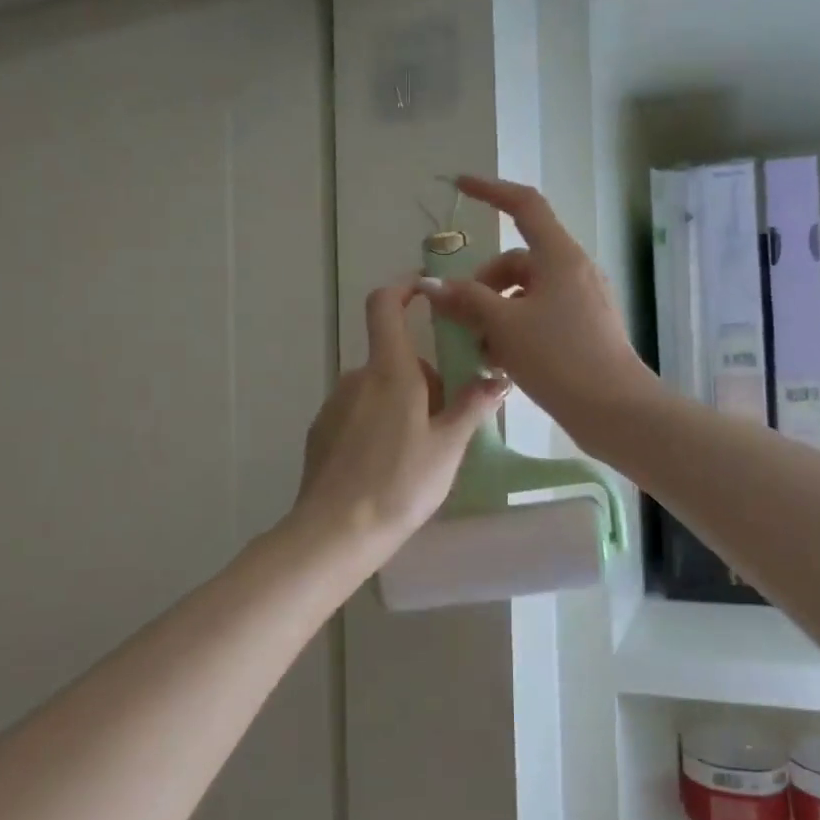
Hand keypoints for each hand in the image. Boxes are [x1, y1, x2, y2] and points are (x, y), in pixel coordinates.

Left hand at [292, 283, 508, 564]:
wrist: (336, 531)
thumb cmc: (400, 483)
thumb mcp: (448, 446)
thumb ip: (472, 406)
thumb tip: (497, 377)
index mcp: (390, 371)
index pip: (386, 306)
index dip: (404, 288)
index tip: (426, 291)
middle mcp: (357, 377)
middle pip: (397, 359)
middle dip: (425, 379)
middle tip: (448, 422)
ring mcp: (335, 404)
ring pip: (380, 389)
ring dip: (404, 404)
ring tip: (421, 453)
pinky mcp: (322, 431)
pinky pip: (359, 413)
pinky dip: (379, 424)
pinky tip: (388, 466)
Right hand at [417, 175, 657, 448]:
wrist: (615, 409)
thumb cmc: (559, 357)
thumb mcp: (504, 326)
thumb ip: (467, 300)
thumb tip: (432, 285)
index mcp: (560, 257)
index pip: (524, 205)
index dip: (491, 191)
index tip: (460, 186)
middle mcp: (575, 271)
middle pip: (519, 261)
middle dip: (484, 284)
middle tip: (461, 319)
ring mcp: (584, 302)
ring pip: (528, 294)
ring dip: (497, 313)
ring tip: (480, 350)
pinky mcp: (586, 330)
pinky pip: (542, 317)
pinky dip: (517, 330)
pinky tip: (502, 364)